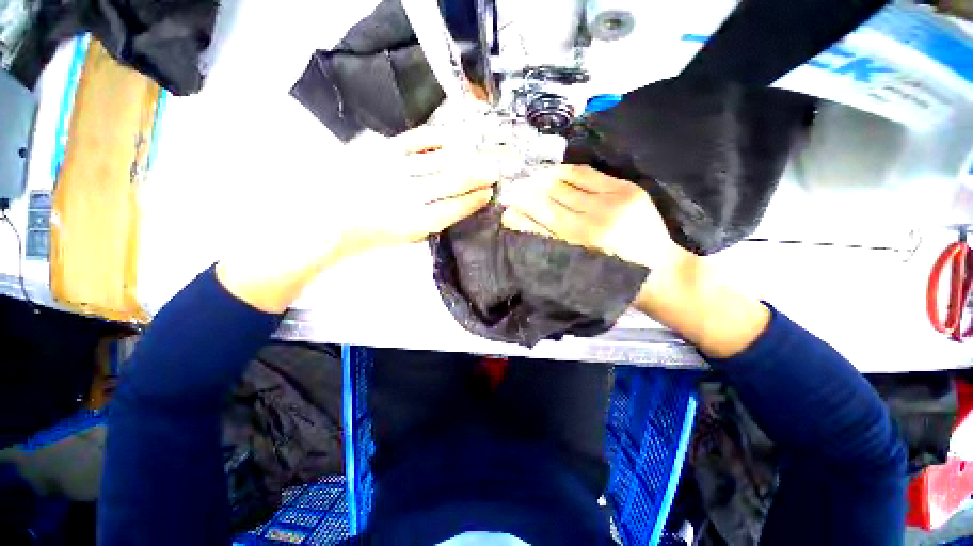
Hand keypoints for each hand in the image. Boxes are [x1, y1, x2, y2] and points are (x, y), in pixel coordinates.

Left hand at [335, 125, 498, 256]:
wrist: (330, 216)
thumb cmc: (373, 233)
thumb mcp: (407, 238)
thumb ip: (434, 222)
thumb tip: (460, 205)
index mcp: (414, 221)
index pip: (453, 208)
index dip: (474, 200)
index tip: (488, 194)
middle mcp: (408, 194)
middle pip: (451, 181)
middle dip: (477, 175)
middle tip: (494, 171)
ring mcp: (395, 168)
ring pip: (439, 160)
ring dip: (464, 157)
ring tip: (479, 155)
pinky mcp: (382, 149)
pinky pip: (416, 139)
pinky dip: (437, 138)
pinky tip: (451, 139)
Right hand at [499, 165, 769, 356]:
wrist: (661, 272)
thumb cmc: (613, 277)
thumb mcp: (576, 265)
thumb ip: (545, 240)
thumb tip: (513, 218)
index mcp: (583, 242)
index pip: (541, 215)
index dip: (520, 206)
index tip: (505, 203)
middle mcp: (597, 218)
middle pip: (552, 195)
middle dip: (529, 189)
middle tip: (515, 188)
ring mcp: (615, 200)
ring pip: (567, 181)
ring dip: (544, 178)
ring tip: (532, 179)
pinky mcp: (627, 189)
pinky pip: (588, 174)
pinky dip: (567, 172)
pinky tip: (556, 174)